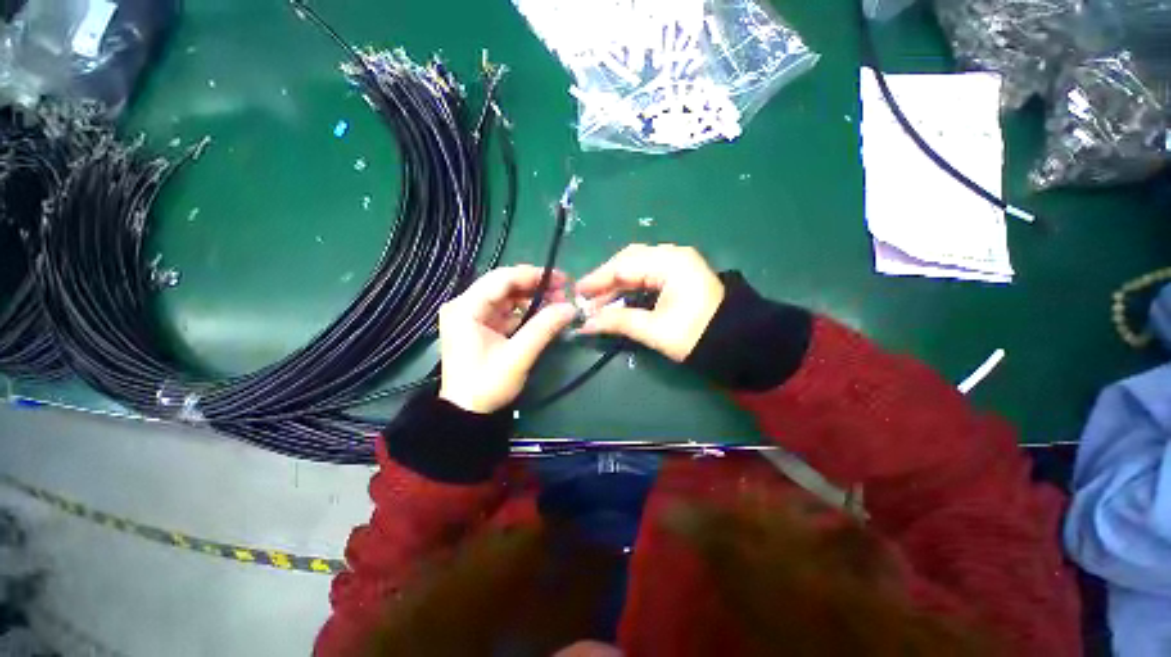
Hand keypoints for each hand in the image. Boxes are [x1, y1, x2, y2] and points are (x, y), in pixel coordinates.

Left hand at [439, 266, 576, 413]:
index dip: (532, 275)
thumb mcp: (518, 357)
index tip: (561, 279)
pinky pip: (506, 309)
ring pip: (507, 296)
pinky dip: (526, 310)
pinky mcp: (480, 325)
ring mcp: (472, 314)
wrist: (467, 413)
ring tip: (558, 301)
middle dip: (535, 286)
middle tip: (564, 290)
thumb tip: (571, 307)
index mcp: (465, 308)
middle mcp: (465, 305)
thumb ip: (543, 328)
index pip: (501, 279)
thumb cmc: (487, 385)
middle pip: (503, 284)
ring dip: (532, 297)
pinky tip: (544, 313)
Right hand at [576, 244, 723, 361]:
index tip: (577, 292)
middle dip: (605, 279)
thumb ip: (618, 322)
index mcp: (669, 263)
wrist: (737, 341)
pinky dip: (630, 285)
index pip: (623, 266)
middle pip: (628, 260)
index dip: (597, 279)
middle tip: (586, 297)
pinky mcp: (679, 273)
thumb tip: (585, 324)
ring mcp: (677, 262)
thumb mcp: (654, 330)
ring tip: (598, 301)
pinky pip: (647, 273)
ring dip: (617, 282)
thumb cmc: (696, 335)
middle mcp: (672, 255)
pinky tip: (618, 297)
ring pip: (636, 265)